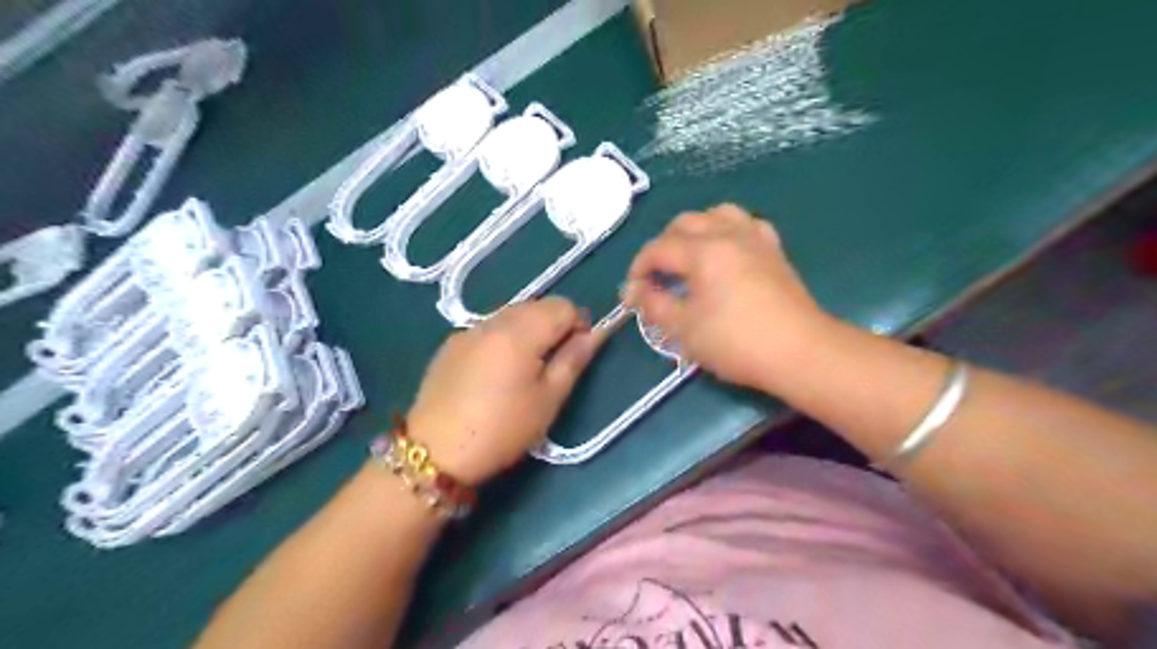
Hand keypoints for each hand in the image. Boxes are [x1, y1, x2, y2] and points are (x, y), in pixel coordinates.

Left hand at [406, 297, 605, 483]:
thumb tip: (596, 332)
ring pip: (511, 315)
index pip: (563, 306)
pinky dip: (501, 340)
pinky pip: (487, 329)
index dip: (577, 326)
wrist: (434, 452)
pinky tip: (493, 374)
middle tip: (550, 367)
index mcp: (521, 331)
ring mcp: (468, 330)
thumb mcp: (548, 399)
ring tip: (522, 371)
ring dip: (527, 332)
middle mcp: (494, 320)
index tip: (573, 357)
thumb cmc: (502, 429)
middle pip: (536, 306)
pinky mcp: (450, 344)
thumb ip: (574, 359)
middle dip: (552, 327)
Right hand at [629, 204, 827, 389]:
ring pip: (717, 214)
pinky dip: (728, 231)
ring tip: (689, 256)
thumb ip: (654, 304)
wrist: (798, 351)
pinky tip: (726, 251)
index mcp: (703, 251)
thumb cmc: (735, 342)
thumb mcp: (684, 329)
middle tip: (657, 276)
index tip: (633, 291)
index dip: (638, 267)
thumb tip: (633, 290)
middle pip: (685, 223)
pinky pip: (746, 224)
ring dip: (695, 230)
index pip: (659, 248)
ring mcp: (755, 238)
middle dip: (663, 245)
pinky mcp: (774, 250)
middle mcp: (728, 234)